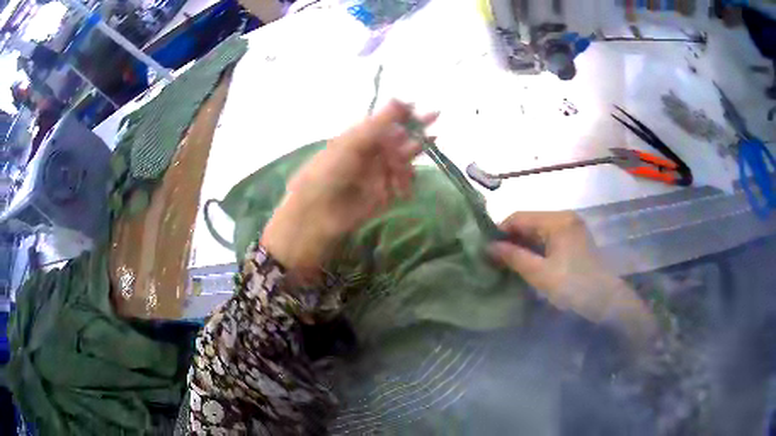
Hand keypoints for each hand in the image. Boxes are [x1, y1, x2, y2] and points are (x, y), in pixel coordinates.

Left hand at [261, 100, 436, 278]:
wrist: (319, 211)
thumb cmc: (330, 169)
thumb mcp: (353, 141)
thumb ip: (380, 123)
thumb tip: (402, 99)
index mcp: (363, 137)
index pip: (389, 121)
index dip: (404, 114)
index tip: (418, 107)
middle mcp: (374, 152)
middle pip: (401, 138)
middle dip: (416, 129)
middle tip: (436, 116)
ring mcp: (381, 172)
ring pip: (404, 159)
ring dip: (411, 156)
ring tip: (420, 153)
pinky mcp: (386, 193)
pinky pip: (403, 183)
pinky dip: (406, 182)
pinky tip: (402, 187)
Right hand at [489, 211, 656, 344]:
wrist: (607, 302)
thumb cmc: (574, 287)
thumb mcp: (541, 274)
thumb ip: (514, 257)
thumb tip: (488, 247)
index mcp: (557, 220)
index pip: (519, 217)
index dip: (499, 232)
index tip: (484, 250)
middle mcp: (565, 217)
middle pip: (529, 222)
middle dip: (510, 239)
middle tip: (493, 259)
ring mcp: (572, 228)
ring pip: (538, 231)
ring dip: (522, 245)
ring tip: (506, 263)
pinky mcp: (575, 240)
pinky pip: (548, 239)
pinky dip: (535, 249)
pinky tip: (526, 262)